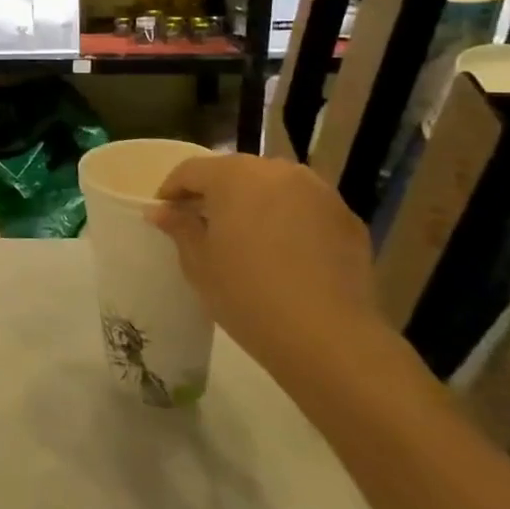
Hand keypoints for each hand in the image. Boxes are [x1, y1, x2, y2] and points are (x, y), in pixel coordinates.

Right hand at [144, 154, 384, 383]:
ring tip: (246, 238)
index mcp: (234, 175)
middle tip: (202, 225)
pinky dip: (289, 221)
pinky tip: (284, 254)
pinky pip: (305, 209)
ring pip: (274, 188)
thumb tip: (162, 211)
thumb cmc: (247, 294)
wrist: (327, 337)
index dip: (172, 190)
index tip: (164, 215)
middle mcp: (278, 171)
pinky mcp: (348, 219)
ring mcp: (319, 192)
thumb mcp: (198, 262)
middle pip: (235, 173)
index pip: (191, 170)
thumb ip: (179, 227)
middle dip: (215, 194)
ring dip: (255, 204)